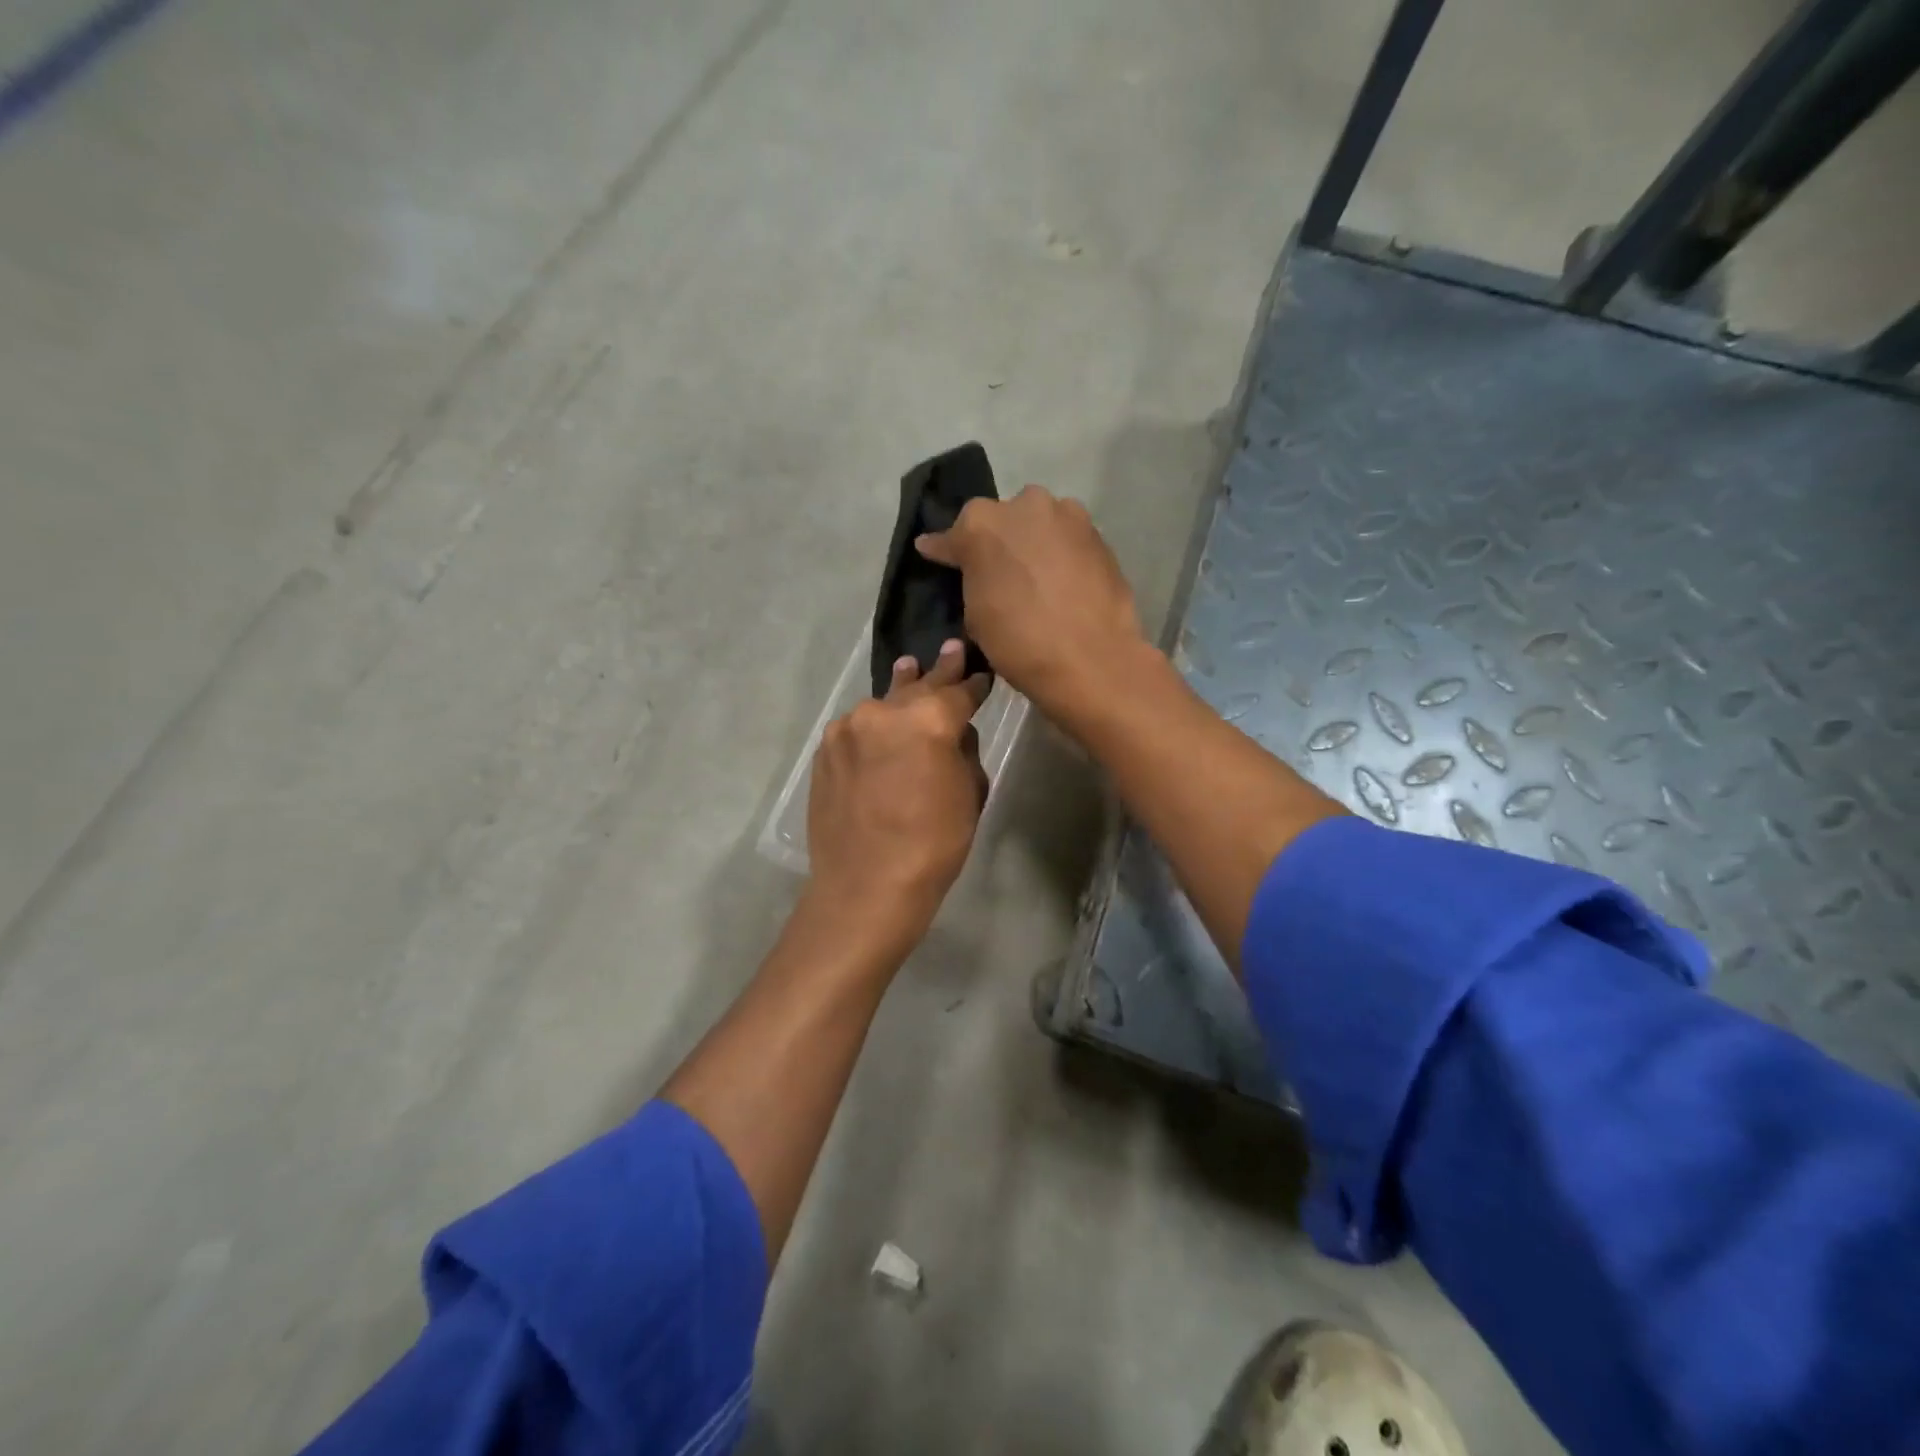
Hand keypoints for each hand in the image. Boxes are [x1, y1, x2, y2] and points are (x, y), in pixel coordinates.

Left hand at [804, 640, 989, 958]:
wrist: (865, 885)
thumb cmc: (933, 844)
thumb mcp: (969, 794)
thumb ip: (963, 750)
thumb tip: (953, 731)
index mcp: (929, 718)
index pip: (959, 691)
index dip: (974, 684)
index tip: (982, 675)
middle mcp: (884, 711)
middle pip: (918, 686)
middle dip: (938, 671)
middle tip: (951, 649)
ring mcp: (848, 728)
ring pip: (882, 706)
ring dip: (899, 695)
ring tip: (908, 670)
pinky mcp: (825, 750)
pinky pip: (857, 729)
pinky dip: (872, 728)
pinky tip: (878, 734)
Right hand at [915, 486, 1148, 724]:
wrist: (1092, 660)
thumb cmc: (1019, 642)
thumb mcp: (976, 615)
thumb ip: (970, 578)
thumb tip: (966, 565)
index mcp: (981, 524)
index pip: (953, 535)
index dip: (945, 550)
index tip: (935, 555)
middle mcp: (1025, 505)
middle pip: (1001, 520)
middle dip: (996, 541)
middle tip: (997, 572)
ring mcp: (1067, 515)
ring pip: (1039, 523)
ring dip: (1032, 543)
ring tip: (1033, 577)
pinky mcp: (1098, 534)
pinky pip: (1067, 539)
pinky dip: (1060, 554)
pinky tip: (1061, 582)